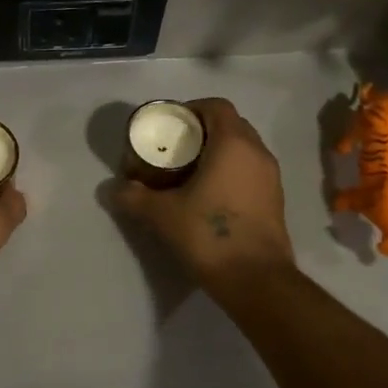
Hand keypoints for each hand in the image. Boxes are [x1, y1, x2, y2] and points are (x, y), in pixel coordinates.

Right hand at [107, 98, 295, 295]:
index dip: (191, 109)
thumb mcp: (162, 214)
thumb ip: (134, 197)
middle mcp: (257, 153)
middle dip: (203, 130)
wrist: (257, 281)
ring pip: (243, 149)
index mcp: (233, 144)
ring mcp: (271, 177)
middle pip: (231, 125)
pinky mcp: (275, 200)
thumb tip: (112, 189)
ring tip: (189, 171)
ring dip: (218, 152)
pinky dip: (231, 171)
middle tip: (176, 147)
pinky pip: (250, 171)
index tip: (170, 125)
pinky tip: (209, 195)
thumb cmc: (209, 235)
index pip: (216, 106)